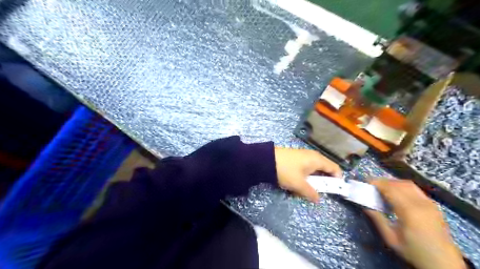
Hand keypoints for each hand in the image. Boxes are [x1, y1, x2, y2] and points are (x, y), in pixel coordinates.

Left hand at [274, 148, 340, 202]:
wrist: (265, 160)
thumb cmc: (286, 170)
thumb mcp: (298, 184)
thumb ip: (310, 192)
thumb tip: (318, 199)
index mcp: (317, 160)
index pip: (334, 168)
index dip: (337, 179)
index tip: (334, 191)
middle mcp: (312, 156)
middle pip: (324, 169)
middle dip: (321, 182)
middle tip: (316, 192)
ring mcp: (303, 156)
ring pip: (313, 170)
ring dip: (311, 181)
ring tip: (303, 189)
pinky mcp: (295, 158)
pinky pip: (304, 169)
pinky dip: (303, 177)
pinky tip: (295, 184)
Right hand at [366, 180, 466, 268]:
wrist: (443, 263)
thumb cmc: (414, 251)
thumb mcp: (390, 238)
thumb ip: (377, 219)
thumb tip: (365, 205)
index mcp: (409, 211)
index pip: (390, 188)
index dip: (376, 182)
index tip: (365, 181)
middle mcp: (420, 203)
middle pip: (398, 184)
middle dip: (383, 181)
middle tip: (372, 185)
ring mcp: (429, 203)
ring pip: (408, 184)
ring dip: (393, 183)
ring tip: (383, 188)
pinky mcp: (434, 205)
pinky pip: (415, 189)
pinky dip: (403, 187)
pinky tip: (397, 193)